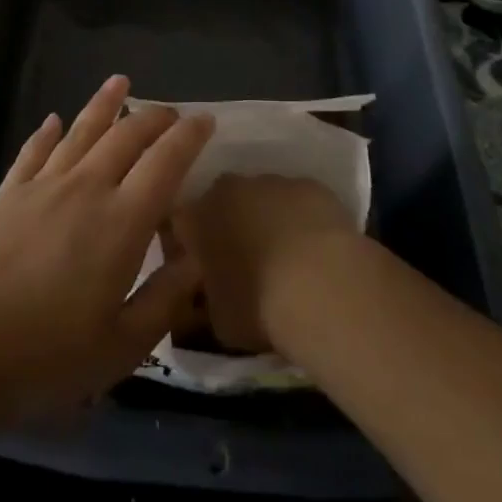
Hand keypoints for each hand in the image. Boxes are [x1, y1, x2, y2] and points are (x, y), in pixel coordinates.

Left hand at [0, 75, 213, 423]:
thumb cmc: (43, 355)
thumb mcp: (118, 349)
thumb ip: (162, 302)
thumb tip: (194, 261)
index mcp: (121, 222)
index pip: (165, 163)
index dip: (188, 137)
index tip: (205, 120)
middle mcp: (87, 188)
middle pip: (126, 136)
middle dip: (154, 118)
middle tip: (171, 111)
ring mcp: (43, 185)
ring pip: (81, 131)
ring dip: (104, 104)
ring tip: (120, 81)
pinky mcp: (8, 193)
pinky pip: (34, 151)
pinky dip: (47, 132)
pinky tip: (53, 120)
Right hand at [174, 175, 355, 354]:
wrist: (321, 287)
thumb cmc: (258, 308)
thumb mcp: (217, 320)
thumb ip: (207, 297)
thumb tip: (210, 294)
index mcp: (196, 217)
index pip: (180, 221)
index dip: (190, 241)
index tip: (201, 264)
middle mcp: (229, 188)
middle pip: (222, 201)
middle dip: (229, 223)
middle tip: (244, 259)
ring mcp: (271, 180)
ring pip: (262, 196)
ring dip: (267, 217)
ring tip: (286, 256)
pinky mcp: (310, 184)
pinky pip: (299, 199)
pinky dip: (302, 218)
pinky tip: (316, 249)